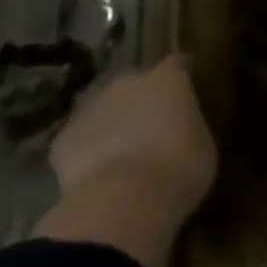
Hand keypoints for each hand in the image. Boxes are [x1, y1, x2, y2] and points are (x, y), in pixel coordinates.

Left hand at [37, 55, 216, 266]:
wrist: (123, 202)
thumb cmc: (178, 170)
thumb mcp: (202, 147)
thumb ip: (188, 128)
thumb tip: (180, 130)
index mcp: (167, 79)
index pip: (177, 64)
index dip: (180, 75)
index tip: (185, 88)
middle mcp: (128, 81)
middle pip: (135, 83)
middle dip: (139, 100)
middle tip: (149, 128)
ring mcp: (91, 106)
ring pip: (102, 108)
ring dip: (110, 123)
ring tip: (119, 153)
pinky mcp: (64, 138)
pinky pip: (78, 140)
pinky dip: (85, 152)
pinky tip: (93, 175)